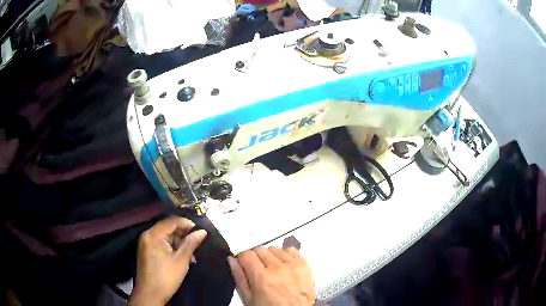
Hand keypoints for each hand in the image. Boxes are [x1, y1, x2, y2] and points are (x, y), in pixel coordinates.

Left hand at [129, 217, 206, 305]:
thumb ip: (191, 243)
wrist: (150, 294)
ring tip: (192, 251)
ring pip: (165, 236)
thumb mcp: (181, 260)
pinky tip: (182, 255)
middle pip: (167, 227)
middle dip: (183, 234)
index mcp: (153, 235)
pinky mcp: (146, 251)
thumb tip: (202, 231)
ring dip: (178, 241)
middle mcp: (147, 235)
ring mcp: (146, 243)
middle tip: (197, 241)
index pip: (171, 221)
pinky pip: (160, 243)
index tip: (200, 230)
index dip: (187, 223)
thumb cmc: (166, 277)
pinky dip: (171, 247)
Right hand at [228, 246, 315, 305]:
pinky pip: (291, 250)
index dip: (242, 258)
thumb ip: (239, 277)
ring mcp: (293, 265)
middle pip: (260, 249)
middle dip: (255, 258)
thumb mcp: (249, 299)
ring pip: (275, 248)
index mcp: (262, 278)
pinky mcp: (305, 265)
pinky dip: (285, 255)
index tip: (243, 262)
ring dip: (270, 256)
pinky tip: (283, 265)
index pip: (246, 254)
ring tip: (272, 269)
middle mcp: (278, 269)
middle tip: (257, 269)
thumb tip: (232, 261)